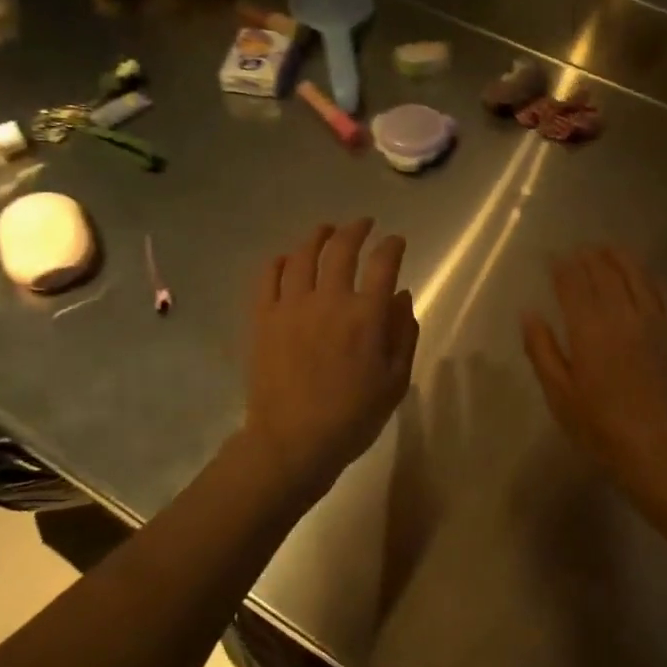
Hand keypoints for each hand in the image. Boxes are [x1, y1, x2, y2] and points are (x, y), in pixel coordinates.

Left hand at [244, 220, 418, 496]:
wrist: (293, 442)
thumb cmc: (353, 416)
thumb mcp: (396, 381)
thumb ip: (403, 334)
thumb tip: (401, 296)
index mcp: (365, 316)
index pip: (383, 264)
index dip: (392, 246)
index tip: (397, 241)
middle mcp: (329, 300)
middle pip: (341, 249)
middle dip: (356, 230)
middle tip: (364, 224)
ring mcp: (291, 306)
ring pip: (303, 255)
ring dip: (318, 236)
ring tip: (326, 230)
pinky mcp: (263, 318)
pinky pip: (269, 277)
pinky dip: (281, 261)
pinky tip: (288, 259)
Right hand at [522, 247, 666, 489]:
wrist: (656, 446)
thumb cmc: (599, 426)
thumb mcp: (558, 393)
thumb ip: (542, 349)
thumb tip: (529, 312)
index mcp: (589, 328)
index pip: (573, 283)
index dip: (562, 267)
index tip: (554, 257)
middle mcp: (621, 314)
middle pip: (605, 273)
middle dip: (590, 257)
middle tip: (580, 249)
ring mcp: (653, 321)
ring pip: (637, 275)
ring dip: (620, 258)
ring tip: (609, 250)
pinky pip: (664, 294)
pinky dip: (651, 278)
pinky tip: (646, 276)